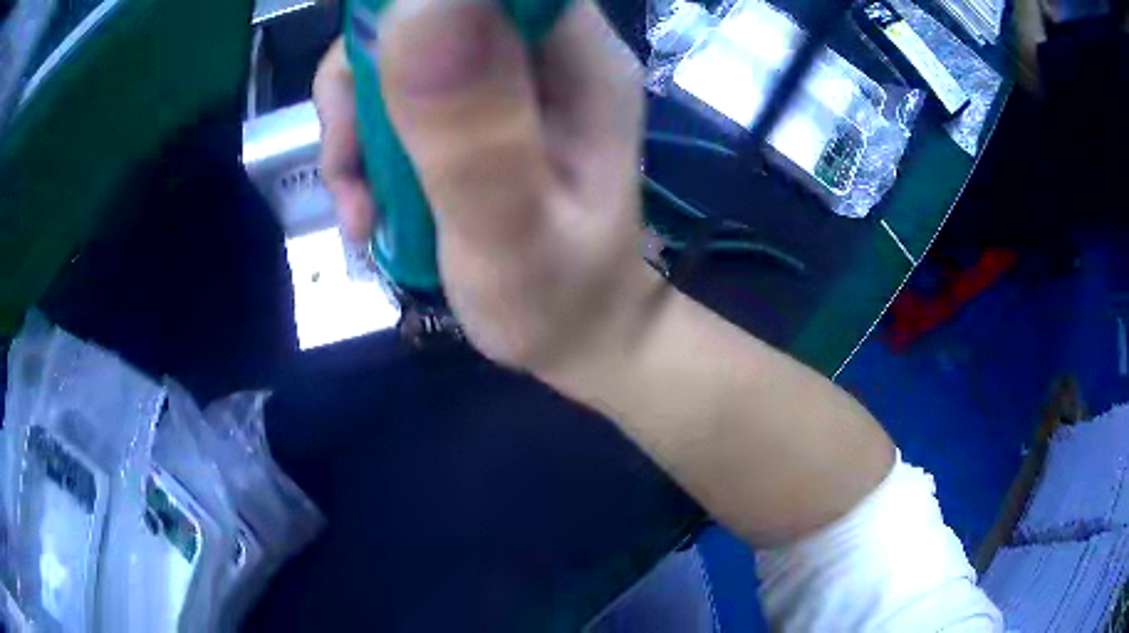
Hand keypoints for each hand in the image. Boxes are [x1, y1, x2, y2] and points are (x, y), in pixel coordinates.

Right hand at [314, 0, 665, 376]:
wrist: (579, 333)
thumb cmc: (557, 302)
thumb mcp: (507, 234)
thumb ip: (469, 131)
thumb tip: (419, 6)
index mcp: (580, 63)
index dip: (412, 11)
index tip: (371, 80)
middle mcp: (548, 51)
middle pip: (427, 15)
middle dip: (366, 84)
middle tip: (353, 170)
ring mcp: (507, 76)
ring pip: (397, 52)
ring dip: (355, 127)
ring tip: (362, 209)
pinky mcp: (476, 105)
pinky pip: (395, 94)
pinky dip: (364, 146)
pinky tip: (369, 207)